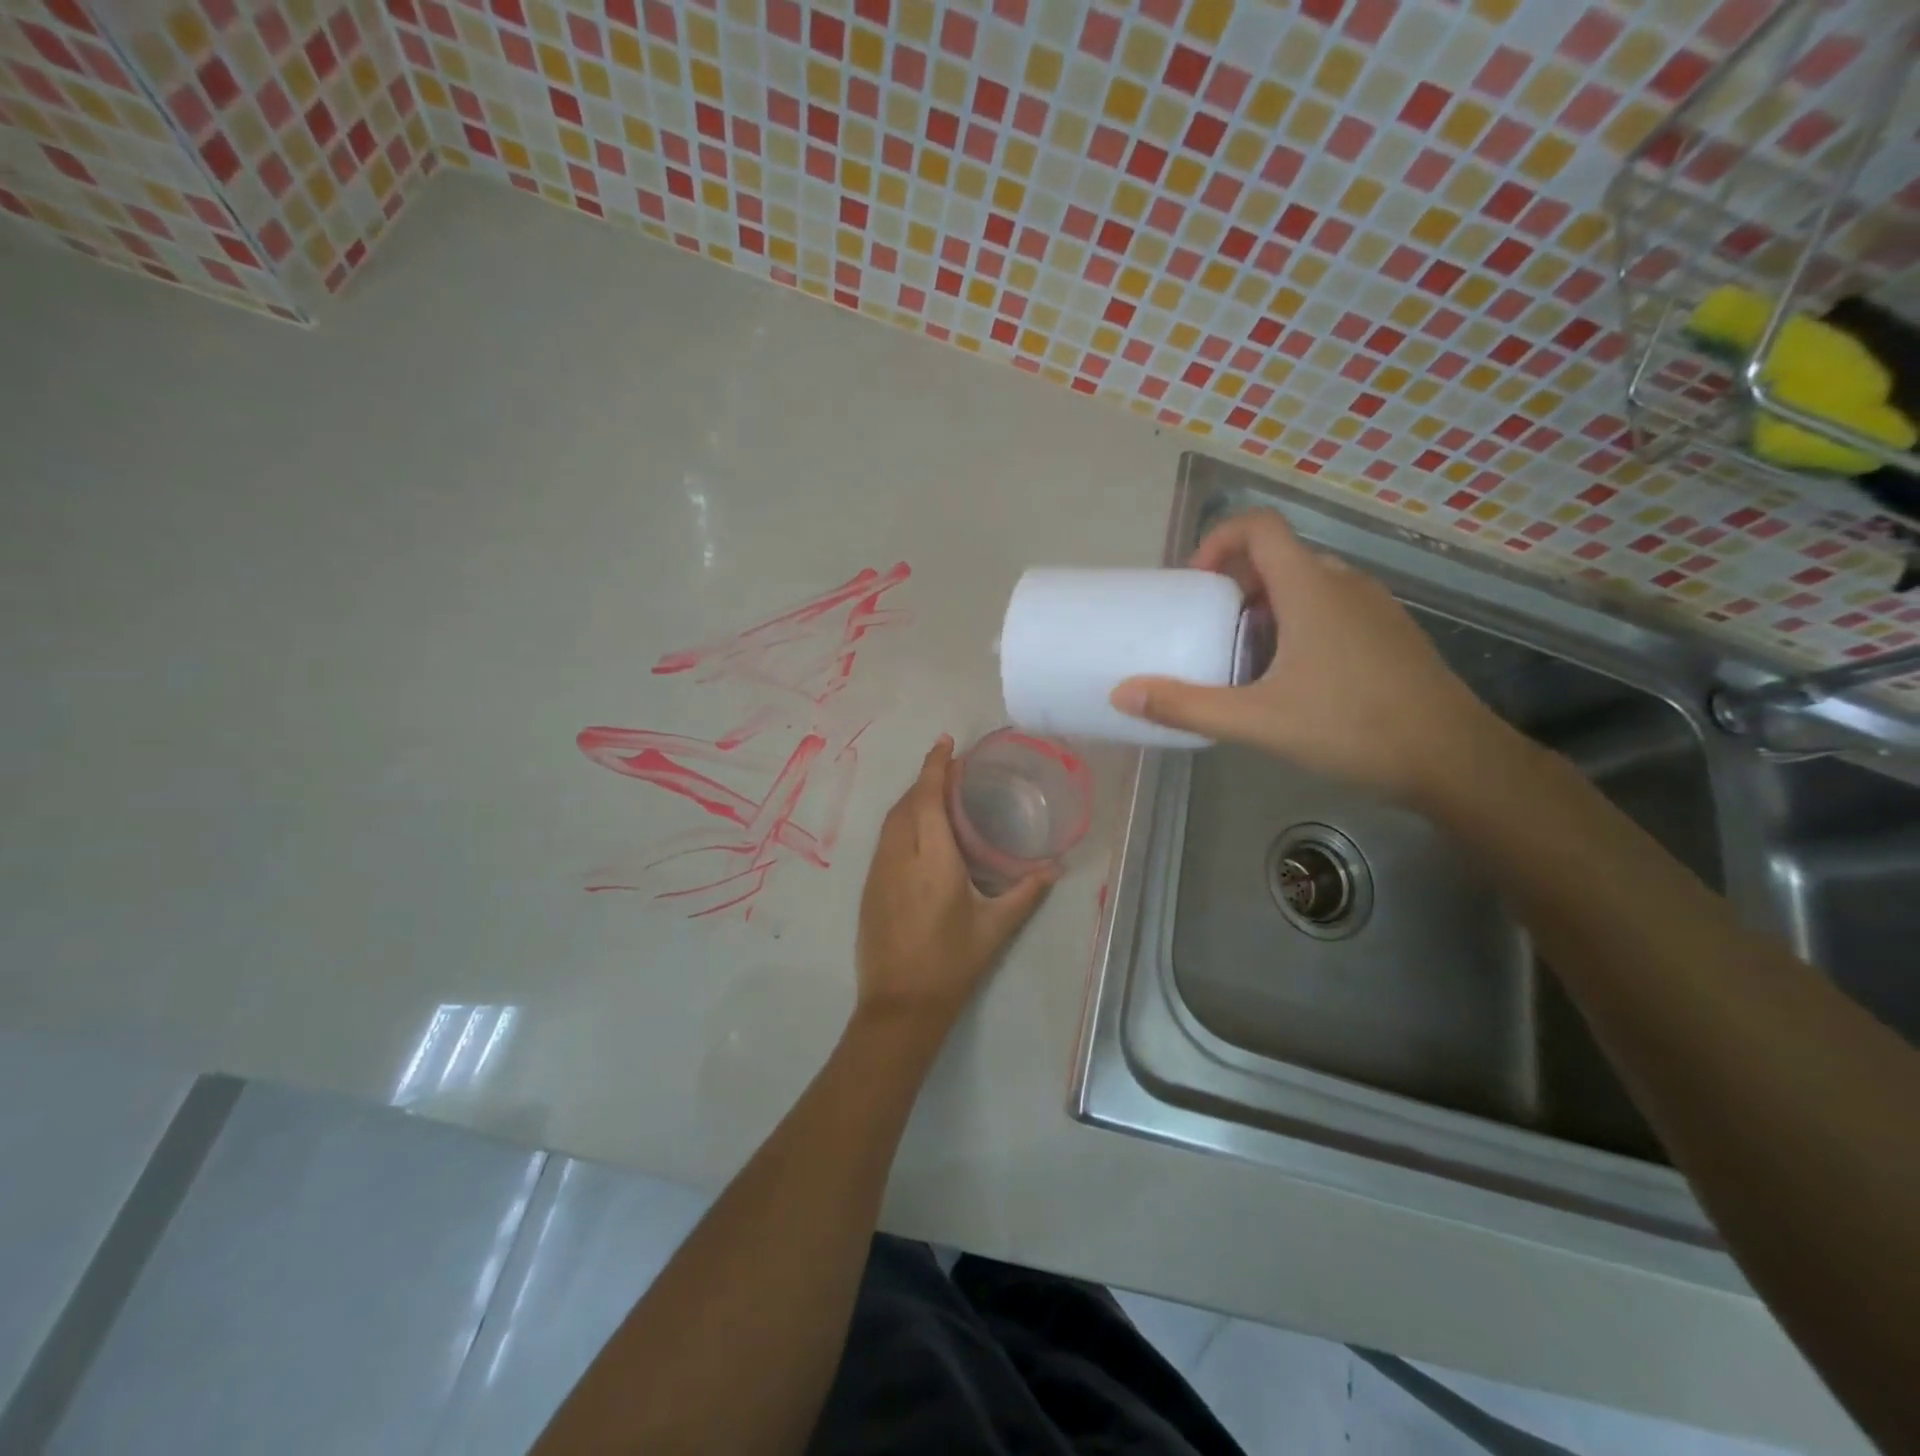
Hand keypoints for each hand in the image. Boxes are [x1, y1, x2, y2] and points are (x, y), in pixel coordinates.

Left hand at [854, 736, 1056, 1033]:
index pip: (928, 798)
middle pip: (908, 802)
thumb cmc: (952, 965)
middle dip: (926, 778)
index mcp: (933, 860)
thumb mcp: (995, 929)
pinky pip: (886, 839)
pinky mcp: (869, 886)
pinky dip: (902, 821)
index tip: (946, 742)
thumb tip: (1055, 867)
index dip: (935, 766)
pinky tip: (919, 831)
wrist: (899, 1005)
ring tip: (937, 792)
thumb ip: (1026, 893)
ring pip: (892, 819)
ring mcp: (879, 871)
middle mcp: (900, 856)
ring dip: (912, 798)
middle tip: (951, 768)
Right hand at [1109, 509, 1502, 801]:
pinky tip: (1291, 678)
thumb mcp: (1257, 721)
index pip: (1260, 527)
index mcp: (1311, 588)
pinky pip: (1331, 607)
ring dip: (1266, 607)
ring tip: (1243, 657)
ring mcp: (1373, 607)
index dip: (1219, 540)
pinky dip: (1298, 623)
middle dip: (1234, 584)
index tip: (1195, 584)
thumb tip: (1123, 693)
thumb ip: (1186, 705)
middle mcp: (1344, 583)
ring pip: (1306, 584)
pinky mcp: (1389, 632)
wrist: (1453, 759)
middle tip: (1208, 628)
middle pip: (1278, 557)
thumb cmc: (1352, 728)